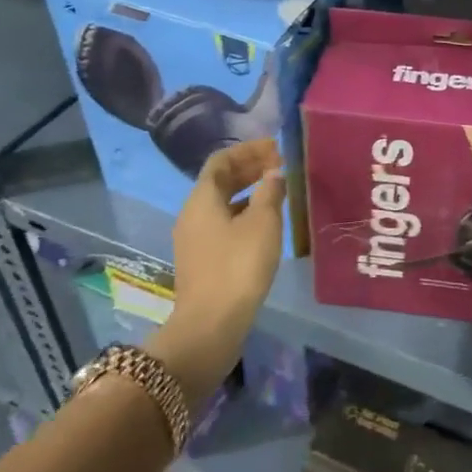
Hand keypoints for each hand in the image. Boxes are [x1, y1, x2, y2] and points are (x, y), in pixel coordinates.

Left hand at [149, 139, 285, 399]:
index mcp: (202, 199)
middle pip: (219, 181)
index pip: (221, 161)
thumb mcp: (263, 224)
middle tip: (279, 165)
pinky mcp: (202, 259)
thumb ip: (269, 192)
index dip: (248, 150)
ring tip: (276, 191)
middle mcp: (192, 214)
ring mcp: (194, 239)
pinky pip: (222, 223)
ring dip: (247, 191)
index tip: (275, 148)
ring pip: (221, 203)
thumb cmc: (239, 266)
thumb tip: (273, 173)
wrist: (211, 323)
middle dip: (248, 169)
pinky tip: (264, 223)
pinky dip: (243, 213)